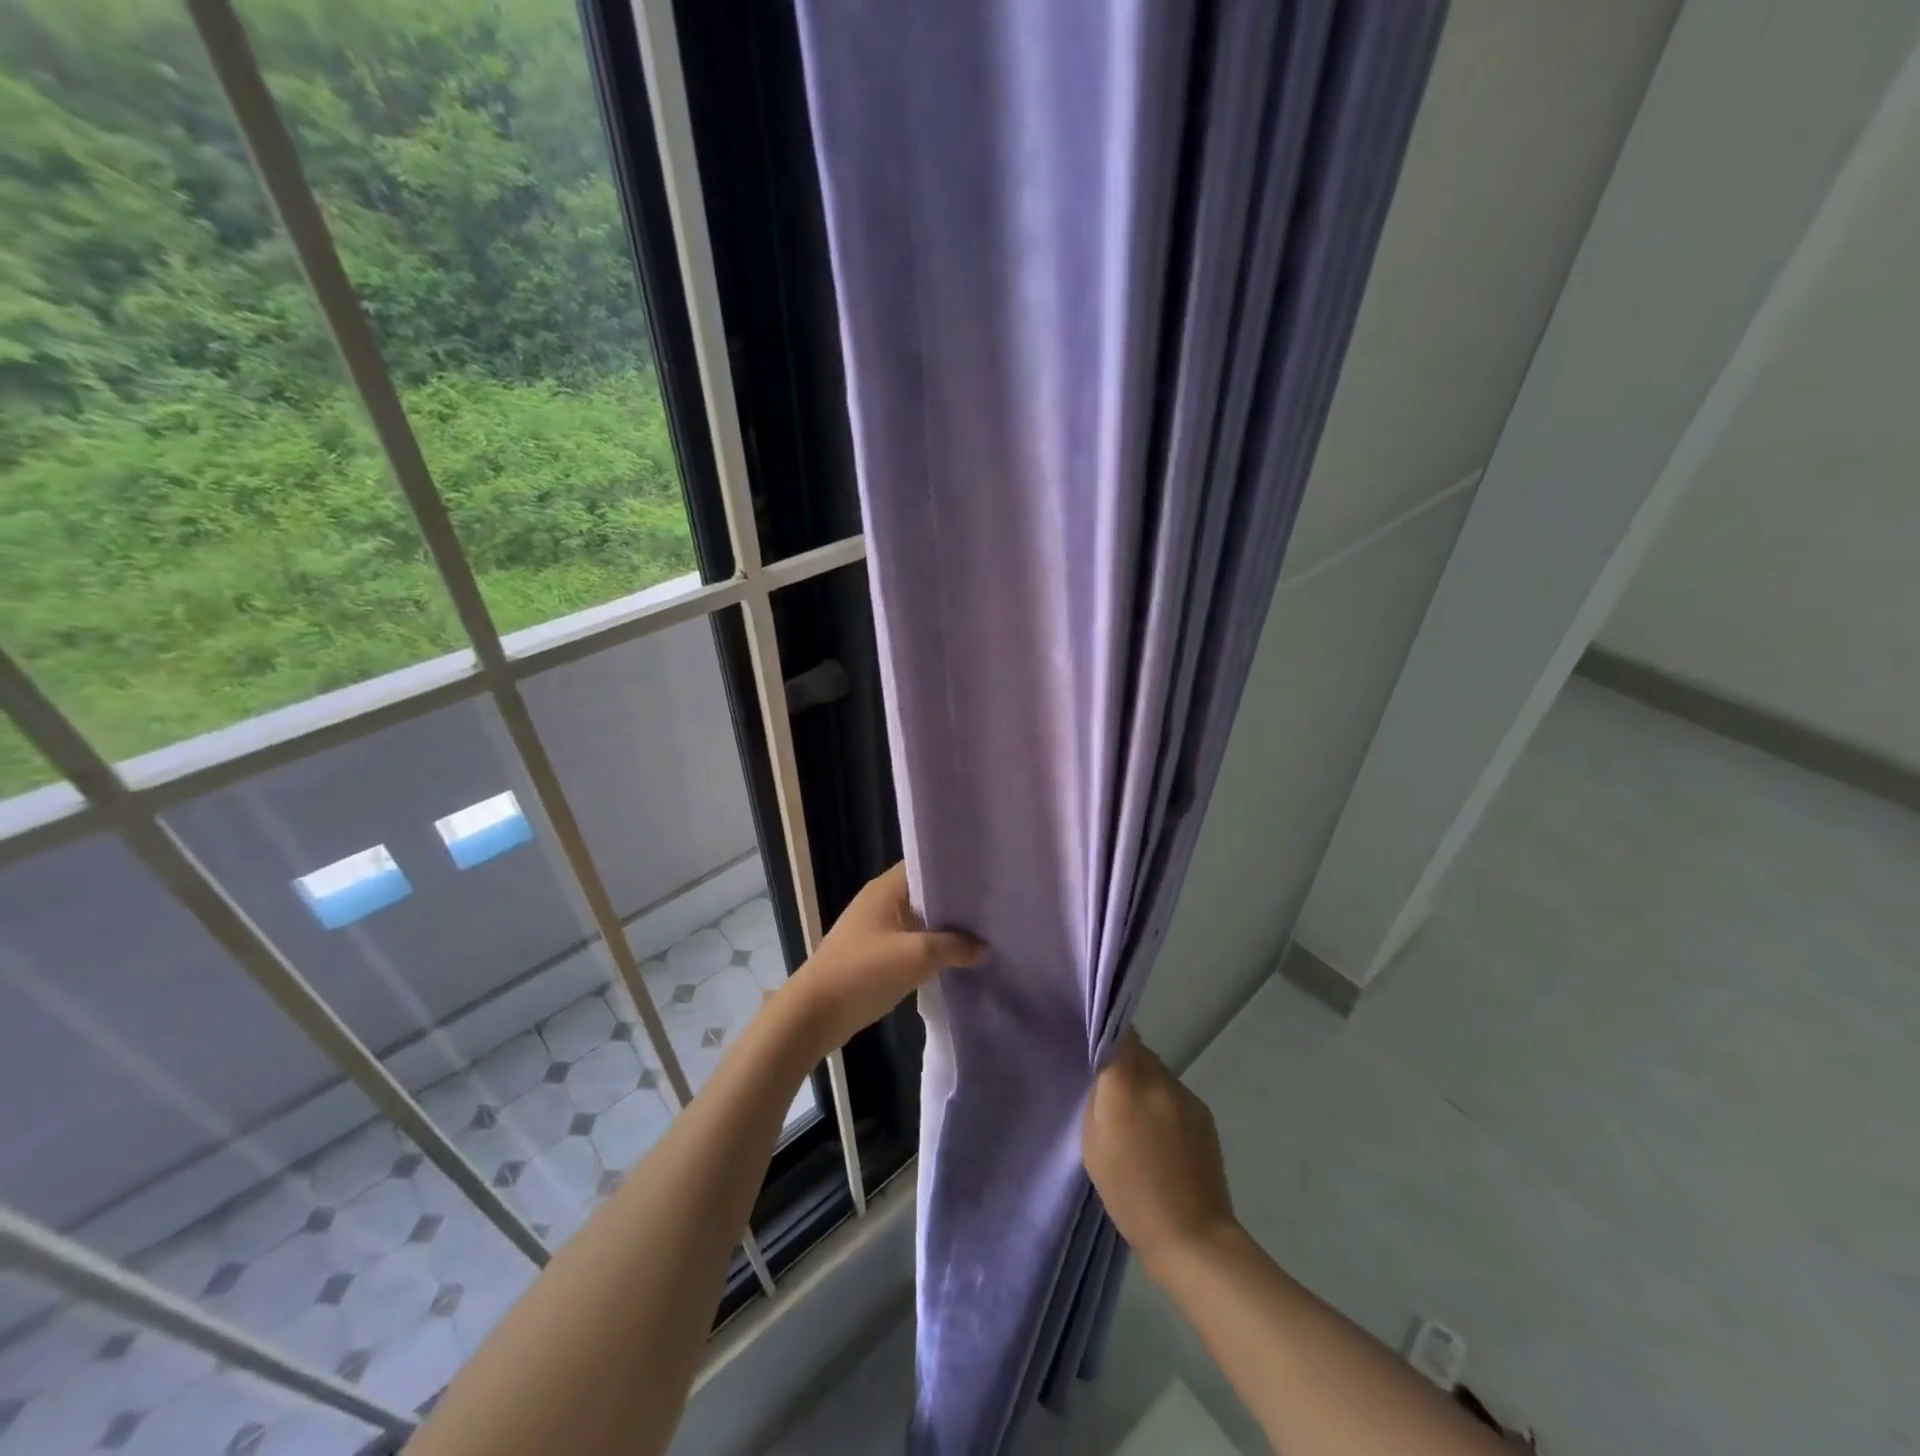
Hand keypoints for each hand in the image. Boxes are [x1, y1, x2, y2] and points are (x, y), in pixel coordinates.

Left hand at [786, 863, 986, 1052]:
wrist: (814, 1014)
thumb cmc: (863, 973)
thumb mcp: (916, 957)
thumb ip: (955, 947)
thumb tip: (986, 947)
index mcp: (886, 889)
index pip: (926, 865)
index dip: (956, 870)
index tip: (987, 879)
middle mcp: (881, 901)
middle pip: (925, 893)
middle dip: (956, 903)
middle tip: (994, 909)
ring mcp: (876, 928)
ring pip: (920, 920)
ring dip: (945, 928)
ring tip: (985, 932)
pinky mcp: (875, 953)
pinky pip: (911, 941)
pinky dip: (931, 947)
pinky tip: (957, 958)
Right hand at [1084, 1030, 1236, 1274]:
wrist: (1192, 1235)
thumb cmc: (1130, 1193)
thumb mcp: (1094, 1145)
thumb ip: (1098, 1099)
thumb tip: (1106, 1075)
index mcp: (1127, 1084)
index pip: (1119, 1033)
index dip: (1107, 1032)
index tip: (1094, 1041)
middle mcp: (1160, 1079)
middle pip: (1138, 1052)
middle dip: (1123, 1064)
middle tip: (1109, 1091)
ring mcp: (1186, 1095)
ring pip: (1157, 1073)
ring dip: (1144, 1085)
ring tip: (1135, 1120)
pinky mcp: (1203, 1113)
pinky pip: (1174, 1094)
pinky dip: (1163, 1104)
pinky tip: (1160, 1137)